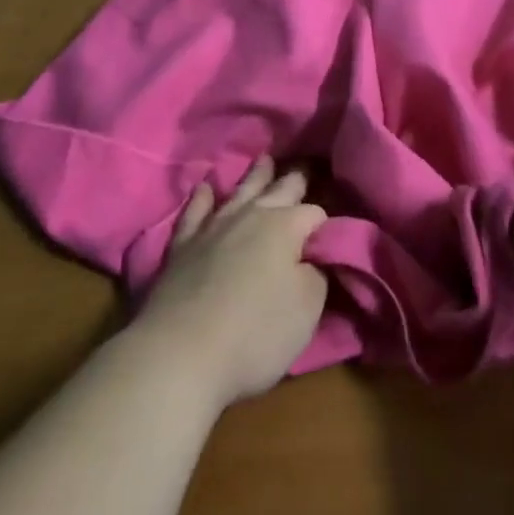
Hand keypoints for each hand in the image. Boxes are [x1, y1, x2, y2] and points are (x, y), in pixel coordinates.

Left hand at [135, 157, 329, 407]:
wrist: (181, 354)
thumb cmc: (256, 333)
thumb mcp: (307, 308)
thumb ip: (317, 273)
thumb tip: (313, 255)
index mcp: (284, 226)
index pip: (314, 213)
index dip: (325, 222)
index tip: (332, 229)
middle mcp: (249, 216)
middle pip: (278, 190)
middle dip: (294, 180)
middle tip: (305, 166)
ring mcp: (212, 228)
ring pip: (239, 192)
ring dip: (254, 177)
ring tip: (265, 160)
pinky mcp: (182, 247)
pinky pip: (195, 212)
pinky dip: (203, 198)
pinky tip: (207, 188)